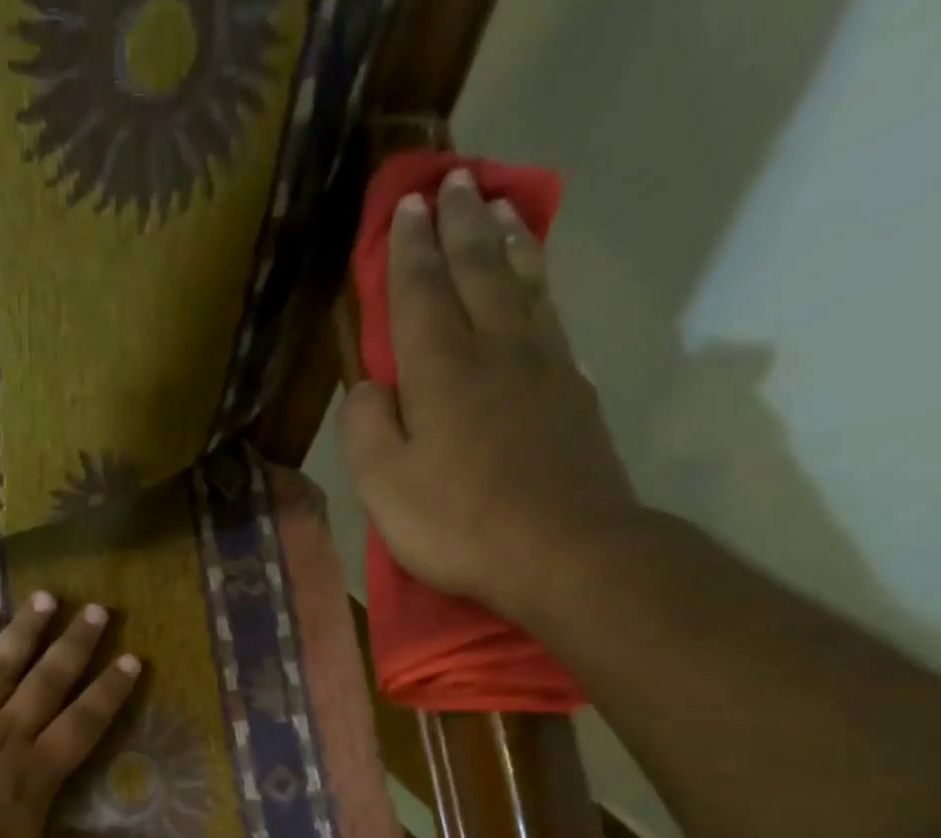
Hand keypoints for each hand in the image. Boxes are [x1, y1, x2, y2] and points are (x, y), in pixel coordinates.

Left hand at [0, 592, 152, 837]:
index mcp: (39, 768)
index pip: (85, 720)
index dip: (110, 690)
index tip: (132, 659)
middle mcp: (8, 732)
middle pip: (48, 679)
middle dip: (75, 643)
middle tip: (96, 610)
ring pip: (2, 664)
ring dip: (26, 630)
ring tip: (46, 597)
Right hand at [341, 170, 642, 618]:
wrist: (565, 552)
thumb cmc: (460, 525)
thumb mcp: (385, 488)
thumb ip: (365, 429)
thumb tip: (366, 388)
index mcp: (441, 372)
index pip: (420, 294)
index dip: (410, 251)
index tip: (407, 208)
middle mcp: (495, 351)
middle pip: (478, 271)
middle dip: (461, 225)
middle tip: (455, 182)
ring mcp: (544, 368)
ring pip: (523, 285)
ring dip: (507, 241)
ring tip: (500, 207)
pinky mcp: (575, 394)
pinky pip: (552, 319)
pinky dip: (540, 287)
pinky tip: (537, 286)